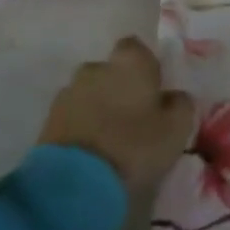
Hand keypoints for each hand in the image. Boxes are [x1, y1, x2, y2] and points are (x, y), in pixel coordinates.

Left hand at [39, 37, 194, 211]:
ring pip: (90, 93)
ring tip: (112, 139)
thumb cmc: (134, 146)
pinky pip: (73, 115)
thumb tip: (174, 96)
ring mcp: (68, 92)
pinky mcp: (48, 119)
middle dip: (120, 87)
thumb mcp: (177, 129)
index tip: (154, 91)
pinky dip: (83, 125)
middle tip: (135, 117)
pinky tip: (93, 150)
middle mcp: (95, 68)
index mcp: (129, 62)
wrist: (75, 181)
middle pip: (111, 71)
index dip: (146, 67)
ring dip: (100, 107)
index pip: (137, 48)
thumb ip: (181, 104)